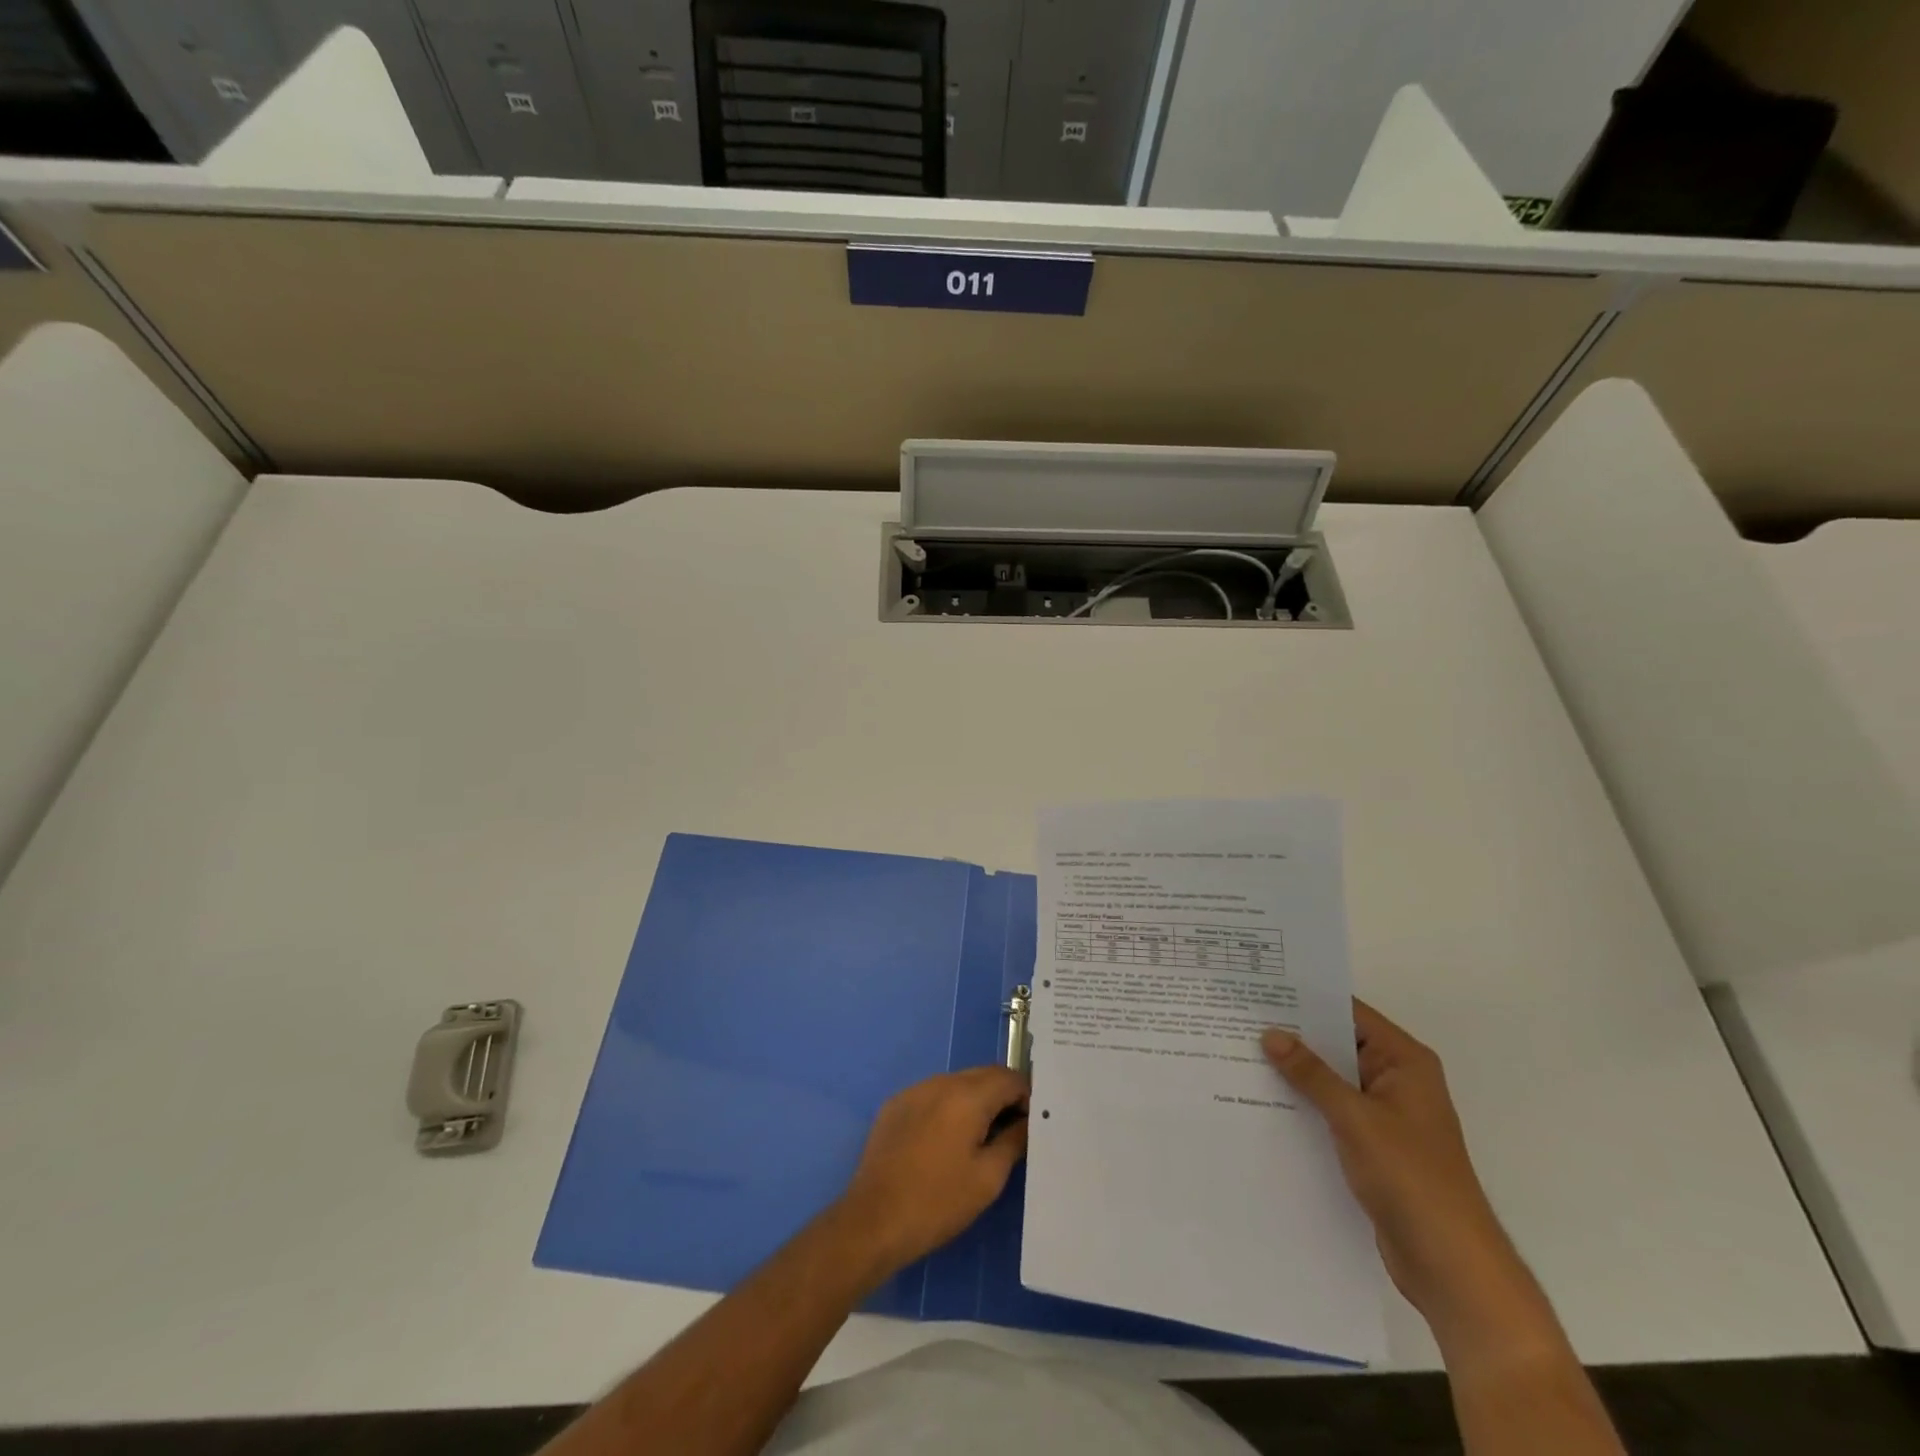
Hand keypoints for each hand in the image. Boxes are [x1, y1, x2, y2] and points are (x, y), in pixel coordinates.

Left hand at [833, 1066, 1029, 1277]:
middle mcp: (941, 1082)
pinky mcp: (896, 1105)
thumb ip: (1013, 1141)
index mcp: (967, 1096)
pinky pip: (932, 1095)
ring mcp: (914, 1090)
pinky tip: (945, 1141)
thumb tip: (1027, 1121)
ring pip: (957, 1083)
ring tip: (979, 1138)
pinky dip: (948, 1107)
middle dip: (1002, 1096)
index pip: (1009, 1078)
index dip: (1026, 1096)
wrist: (874, 1220)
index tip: (1032, 1124)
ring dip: (975, 1100)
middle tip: (1011, 1131)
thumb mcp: (987, 1178)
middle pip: (983, 1075)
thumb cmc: (938, 1202)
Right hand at [1263, 1001, 1544, 1347]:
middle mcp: (1396, 1080)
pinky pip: (1331, 1110)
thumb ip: (1312, 1074)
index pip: (1349, 1013)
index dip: (1307, 999)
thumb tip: (1271, 1034)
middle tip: (1239, 1018)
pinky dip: (1303, 1103)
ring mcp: (1384, 1114)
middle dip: (1293, 1036)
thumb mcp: (1356, 1119)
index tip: (1261, 988)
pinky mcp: (1372, 1145)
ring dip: (1294, 1072)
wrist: (1450, 1265)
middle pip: (1338, 1044)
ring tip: (1240, 1053)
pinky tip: (1262, 1099)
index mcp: (1404, 1062)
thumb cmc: (1411, 1178)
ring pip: (1331, 1079)